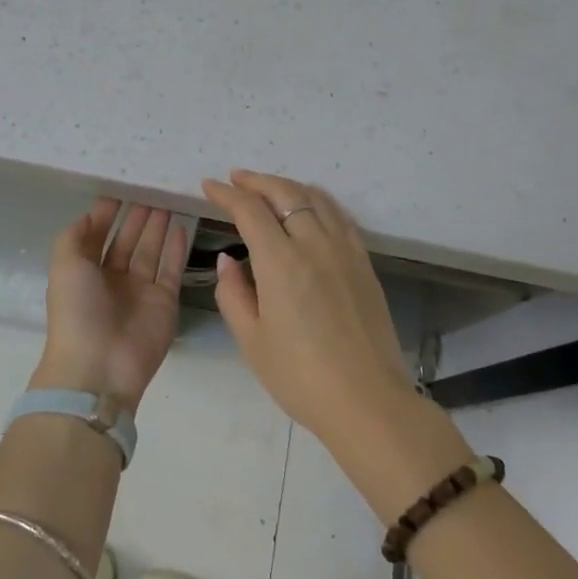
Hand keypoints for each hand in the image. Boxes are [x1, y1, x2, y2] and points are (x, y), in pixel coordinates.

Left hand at [31, 199, 188, 411]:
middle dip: (137, 217)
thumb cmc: (77, 311)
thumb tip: (90, 215)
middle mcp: (112, 279)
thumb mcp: (64, 265)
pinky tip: (181, 225)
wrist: (100, 365)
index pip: (97, 236)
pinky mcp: (165, 301)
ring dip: (157, 227)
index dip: (107, 214)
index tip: (121, 188)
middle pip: (127, 241)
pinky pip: (171, 268)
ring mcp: (140, 291)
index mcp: (84, 272)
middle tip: (151, 189)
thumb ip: (74, 236)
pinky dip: (176, 248)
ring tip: (167, 200)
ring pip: (150, 251)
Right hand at [201, 170, 416, 444]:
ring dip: (288, 186)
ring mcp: (345, 251)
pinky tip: (310, 208)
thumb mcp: (252, 341)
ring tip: (269, 187)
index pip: (250, 211)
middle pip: (285, 194)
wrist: (367, 400)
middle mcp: (315, 245)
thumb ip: (233, 294)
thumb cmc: (300, 377)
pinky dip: (318, 202)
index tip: (210, 186)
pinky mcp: (364, 263)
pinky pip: (339, 217)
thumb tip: (228, 261)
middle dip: (257, 181)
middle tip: (236, 178)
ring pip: (316, 199)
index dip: (226, 194)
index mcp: (281, 263)